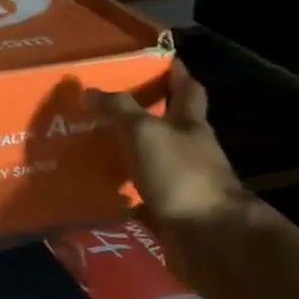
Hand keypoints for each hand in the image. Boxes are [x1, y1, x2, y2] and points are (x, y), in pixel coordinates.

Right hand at [87, 59, 244, 227]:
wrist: (208, 237)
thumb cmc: (181, 174)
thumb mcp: (146, 133)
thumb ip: (120, 110)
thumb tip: (91, 90)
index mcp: (190, 124)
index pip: (187, 88)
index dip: (174, 72)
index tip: (154, 61)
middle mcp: (189, 150)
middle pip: (168, 125)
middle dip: (143, 115)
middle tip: (106, 107)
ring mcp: (181, 183)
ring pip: (152, 161)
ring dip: (129, 156)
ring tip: (92, 148)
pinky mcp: (170, 212)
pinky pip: (142, 199)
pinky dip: (124, 195)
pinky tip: (99, 193)